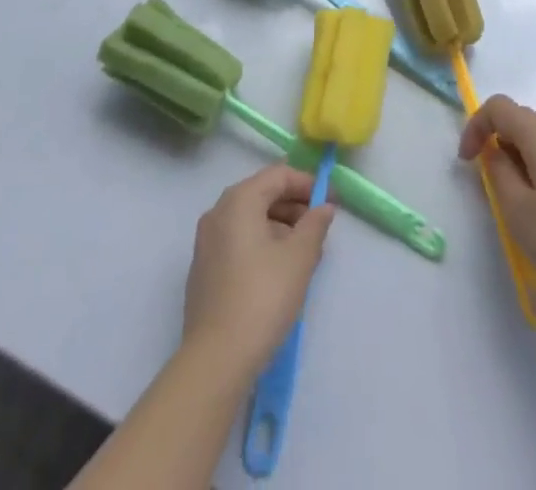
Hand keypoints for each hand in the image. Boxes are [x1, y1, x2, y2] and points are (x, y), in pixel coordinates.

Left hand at [182, 163, 335, 376]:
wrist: (216, 360)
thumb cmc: (262, 298)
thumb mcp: (299, 258)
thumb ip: (315, 225)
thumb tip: (323, 206)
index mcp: (238, 200)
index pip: (278, 175)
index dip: (307, 183)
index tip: (331, 200)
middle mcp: (218, 212)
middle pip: (262, 194)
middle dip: (294, 206)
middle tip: (320, 229)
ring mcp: (207, 241)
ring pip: (250, 219)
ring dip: (280, 227)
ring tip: (305, 253)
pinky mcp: (204, 269)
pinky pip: (238, 240)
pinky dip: (262, 243)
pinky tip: (280, 270)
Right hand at [459, 95, 535, 309]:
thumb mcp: (516, 208)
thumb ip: (497, 172)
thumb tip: (495, 153)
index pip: (499, 107)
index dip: (476, 126)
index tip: (467, 160)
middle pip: (520, 118)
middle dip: (497, 140)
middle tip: (490, 179)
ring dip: (520, 153)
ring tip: (516, 191)